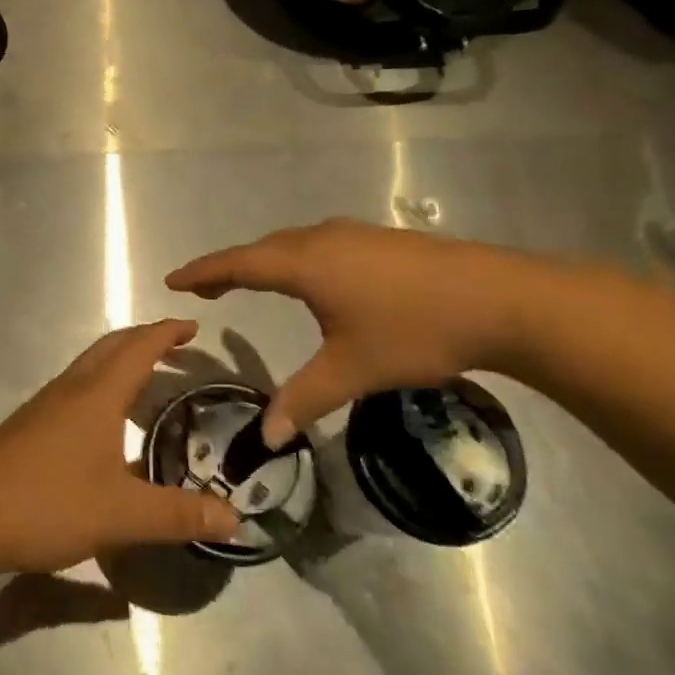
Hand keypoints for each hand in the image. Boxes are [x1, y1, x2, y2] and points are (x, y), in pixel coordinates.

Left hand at [0, 320, 242, 573]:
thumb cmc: (48, 502)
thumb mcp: (122, 514)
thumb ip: (179, 515)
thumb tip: (237, 519)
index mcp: (97, 394)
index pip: (139, 347)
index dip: (167, 333)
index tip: (194, 327)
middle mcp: (71, 388)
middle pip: (111, 347)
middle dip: (145, 339)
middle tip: (177, 348)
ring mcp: (46, 404)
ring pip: (90, 366)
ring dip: (121, 361)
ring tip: (148, 381)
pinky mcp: (30, 425)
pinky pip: (76, 387)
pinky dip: (101, 385)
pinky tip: (105, 422)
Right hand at [166, 220, 548, 445]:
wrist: (501, 299)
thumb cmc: (414, 332)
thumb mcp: (351, 371)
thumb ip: (303, 400)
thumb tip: (267, 439)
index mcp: (304, 264)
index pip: (238, 264)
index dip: (203, 272)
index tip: (173, 280)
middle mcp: (322, 239)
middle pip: (262, 249)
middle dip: (230, 268)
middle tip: (206, 289)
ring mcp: (354, 235)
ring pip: (292, 245)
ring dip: (264, 262)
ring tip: (250, 283)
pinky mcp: (380, 241)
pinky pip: (318, 245)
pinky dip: (294, 260)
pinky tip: (312, 280)